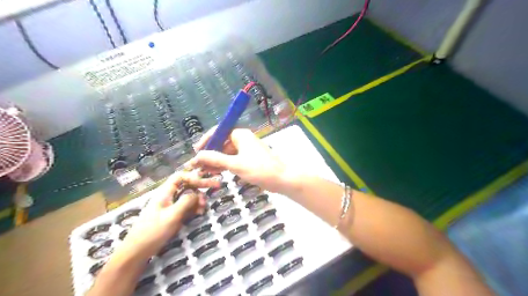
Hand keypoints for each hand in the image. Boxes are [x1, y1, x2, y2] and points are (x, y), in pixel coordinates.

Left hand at [113, 171, 220, 260]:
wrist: (137, 252)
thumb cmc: (153, 232)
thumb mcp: (172, 216)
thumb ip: (186, 202)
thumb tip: (197, 193)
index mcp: (164, 193)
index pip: (180, 177)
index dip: (194, 177)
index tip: (207, 184)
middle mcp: (168, 197)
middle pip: (186, 185)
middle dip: (199, 188)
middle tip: (212, 192)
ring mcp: (170, 206)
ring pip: (188, 196)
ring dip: (198, 199)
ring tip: (204, 208)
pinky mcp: (172, 215)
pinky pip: (186, 207)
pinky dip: (194, 208)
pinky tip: (199, 213)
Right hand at [185, 128, 292, 193]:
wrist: (282, 179)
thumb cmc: (260, 169)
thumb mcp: (236, 164)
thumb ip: (216, 159)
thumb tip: (197, 156)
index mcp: (240, 135)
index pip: (219, 131)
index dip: (206, 140)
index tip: (196, 151)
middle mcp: (243, 139)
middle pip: (222, 143)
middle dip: (210, 153)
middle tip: (199, 165)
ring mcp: (246, 149)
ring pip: (227, 153)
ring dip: (216, 161)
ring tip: (205, 171)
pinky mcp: (249, 159)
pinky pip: (233, 159)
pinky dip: (225, 165)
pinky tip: (217, 172)